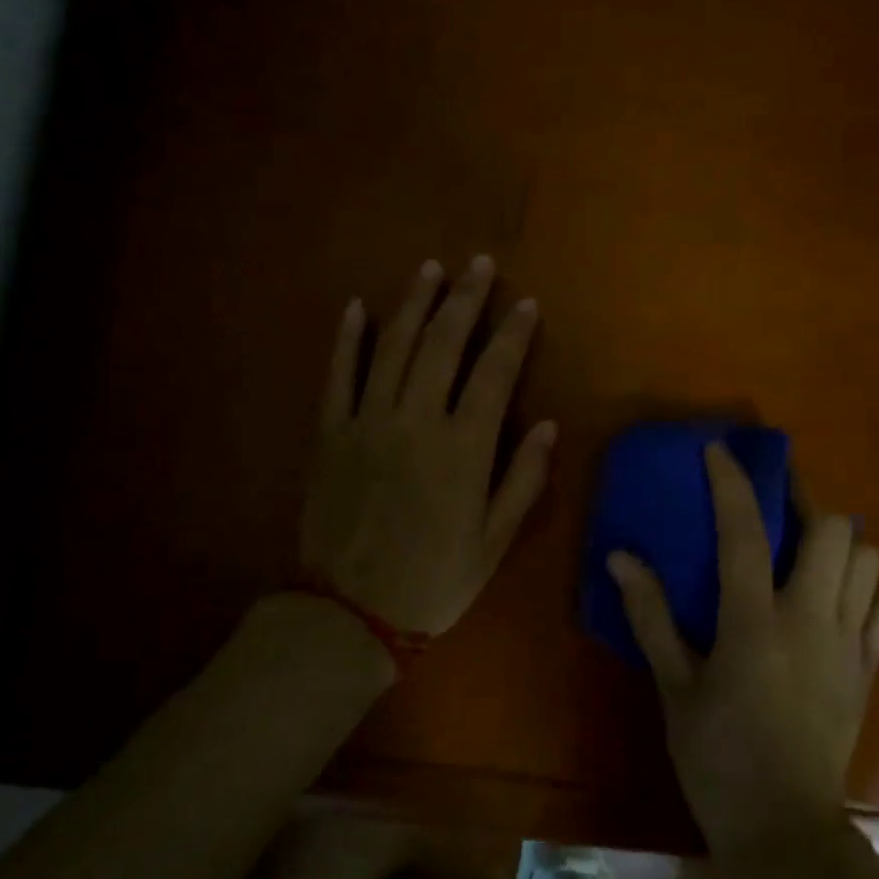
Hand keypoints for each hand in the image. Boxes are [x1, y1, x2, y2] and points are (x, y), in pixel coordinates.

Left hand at [301, 255, 554, 636]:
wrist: (349, 614)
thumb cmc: (433, 580)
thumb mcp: (494, 542)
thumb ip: (522, 480)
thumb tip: (549, 425)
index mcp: (463, 449)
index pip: (494, 373)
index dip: (512, 334)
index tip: (525, 303)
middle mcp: (415, 421)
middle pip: (442, 344)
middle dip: (464, 299)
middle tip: (479, 264)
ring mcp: (367, 422)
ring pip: (391, 347)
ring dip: (413, 303)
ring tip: (430, 269)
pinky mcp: (330, 434)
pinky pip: (338, 375)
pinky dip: (347, 338)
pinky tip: (357, 306)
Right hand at [608, 444, 878, 849]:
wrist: (785, 831)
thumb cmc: (718, 759)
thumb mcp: (674, 687)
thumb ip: (651, 618)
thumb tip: (620, 558)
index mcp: (755, 622)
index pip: (745, 532)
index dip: (732, 483)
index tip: (719, 450)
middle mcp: (812, 620)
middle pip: (834, 530)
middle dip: (806, 501)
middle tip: (777, 503)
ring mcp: (850, 645)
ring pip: (868, 562)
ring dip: (840, 544)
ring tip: (806, 550)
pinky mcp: (870, 671)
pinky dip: (866, 591)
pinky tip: (837, 602)